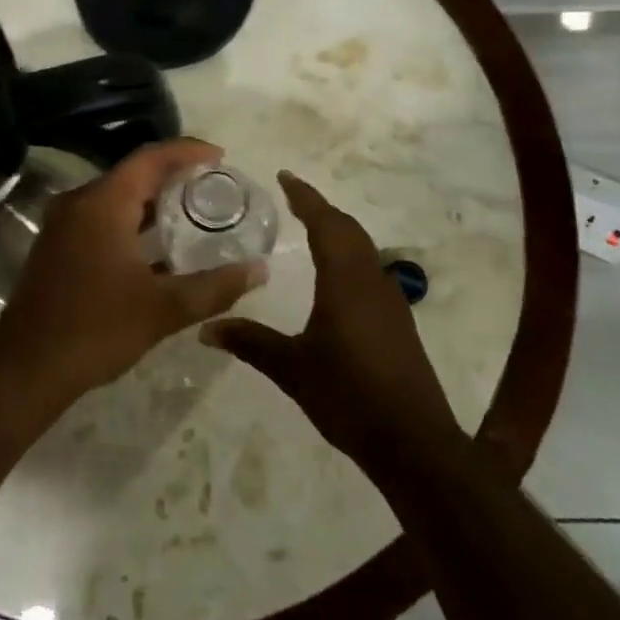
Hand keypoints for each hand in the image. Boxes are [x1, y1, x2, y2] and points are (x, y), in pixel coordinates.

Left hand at [0, 139, 266, 412]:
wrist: (25, 369)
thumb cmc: (96, 329)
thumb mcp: (164, 309)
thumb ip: (215, 287)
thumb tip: (259, 270)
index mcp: (103, 203)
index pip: (150, 158)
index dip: (187, 151)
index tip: (221, 157)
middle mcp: (79, 202)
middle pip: (133, 173)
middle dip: (173, 175)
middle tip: (213, 185)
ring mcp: (63, 224)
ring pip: (116, 197)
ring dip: (152, 200)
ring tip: (192, 210)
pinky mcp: (57, 246)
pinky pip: (101, 217)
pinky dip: (132, 220)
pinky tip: (157, 246)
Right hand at [201, 171, 461, 472]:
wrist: (414, 443)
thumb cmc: (349, 397)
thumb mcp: (292, 369)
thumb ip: (250, 343)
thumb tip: (205, 329)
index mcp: (345, 281)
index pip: (325, 224)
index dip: (305, 197)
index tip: (285, 176)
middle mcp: (371, 281)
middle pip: (348, 229)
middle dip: (321, 209)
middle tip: (294, 198)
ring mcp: (390, 301)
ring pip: (363, 249)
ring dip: (339, 231)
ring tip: (312, 228)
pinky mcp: (398, 322)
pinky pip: (370, 270)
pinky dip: (350, 255)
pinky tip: (336, 276)